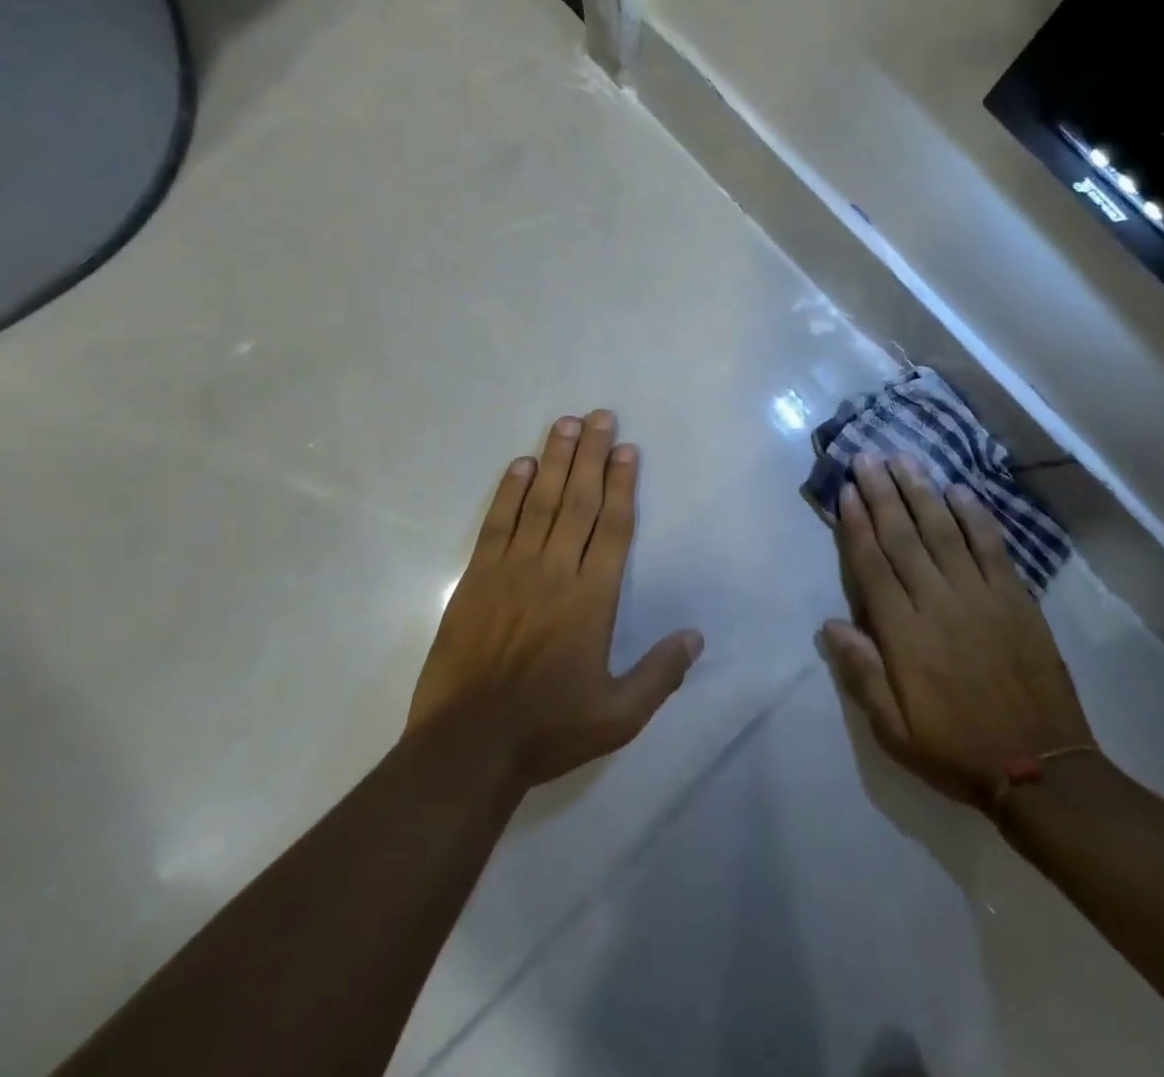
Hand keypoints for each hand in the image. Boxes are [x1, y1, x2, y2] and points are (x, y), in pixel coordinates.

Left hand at [407, 411, 703, 788]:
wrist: (467, 747)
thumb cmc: (548, 729)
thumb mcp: (618, 715)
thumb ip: (660, 674)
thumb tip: (696, 636)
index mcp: (592, 599)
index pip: (614, 527)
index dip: (624, 484)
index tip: (628, 450)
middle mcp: (556, 571)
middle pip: (580, 501)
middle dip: (593, 455)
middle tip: (602, 415)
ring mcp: (512, 570)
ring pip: (540, 502)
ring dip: (556, 459)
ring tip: (567, 423)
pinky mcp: (476, 578)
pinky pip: (497, 523)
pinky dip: (509, 491)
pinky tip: (521, 465)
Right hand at [823, 453, 1094, 809]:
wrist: (1041, 769)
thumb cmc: (956, 748)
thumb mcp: (894, 731)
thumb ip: (862, 674)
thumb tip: (830, 624)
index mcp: (904, 634)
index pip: (873, 565)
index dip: (857, 524)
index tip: (846, 490)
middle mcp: (938, 603)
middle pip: (903, 536)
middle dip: (882, 493)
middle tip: (868, 456)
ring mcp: (980, 596)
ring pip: (944, 530)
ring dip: (921, 491)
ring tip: (904, 459)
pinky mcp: (1016, 598)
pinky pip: (992, 547)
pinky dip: (975, 516)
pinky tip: (959, 490)